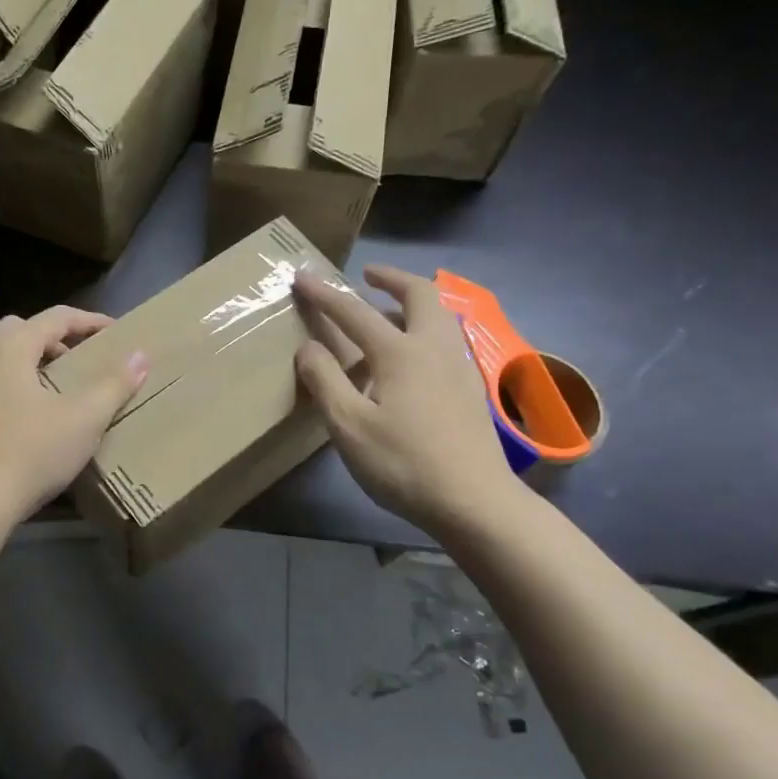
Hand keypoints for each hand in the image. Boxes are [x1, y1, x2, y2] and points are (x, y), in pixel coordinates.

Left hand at [0, 306, 148, 523]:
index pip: (56, 317)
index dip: (90, 321)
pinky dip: (25, 387)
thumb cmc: (32, 450)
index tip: (118, 333)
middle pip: (24, 331)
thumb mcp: (84, 418)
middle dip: (57, 339)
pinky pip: (1, 386)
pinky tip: (45, 417)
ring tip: (69, 388)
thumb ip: (114, 384)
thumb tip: (140, 356)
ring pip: (9, 360)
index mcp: (11, 348)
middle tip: (84, 358)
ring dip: (40, 364)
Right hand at [293, 265, 522, 537]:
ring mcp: (460, 367)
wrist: (475, 502)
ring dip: (412, 301)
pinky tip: (413, 357)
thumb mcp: (349, 426)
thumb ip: (325, 381)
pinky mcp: (472, 389)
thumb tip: (308, 347)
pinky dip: (425, 328)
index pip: (354, 312)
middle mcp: (434, 347)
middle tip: (368, 276)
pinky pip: (447, 339)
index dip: (325, 294)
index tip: (303, 277)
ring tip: (387, 312)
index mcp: (400, 352)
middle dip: (391, 278)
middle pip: (419, 294)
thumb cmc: (403, 464)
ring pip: (439, 316)